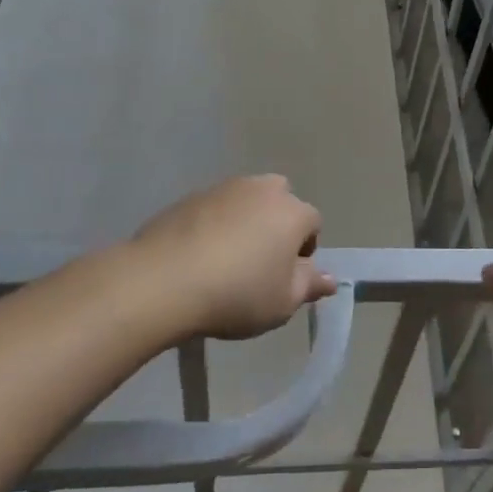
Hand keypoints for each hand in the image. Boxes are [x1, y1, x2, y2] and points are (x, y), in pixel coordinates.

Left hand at [130, 175, 337, 339]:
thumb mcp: (283, 302)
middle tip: (260, 262)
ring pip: (245, 201)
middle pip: (280, 201)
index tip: (286, 277)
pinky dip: (213, 225)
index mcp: (292, 212)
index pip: (313, 223)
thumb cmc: (237, 294)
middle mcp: (262, 190)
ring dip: (244, 222)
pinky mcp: (188, 197)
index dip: (304, 250)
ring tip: (226, 260)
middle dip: (277, 224)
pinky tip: (198, 256)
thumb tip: (329, 278)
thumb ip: (310, 285)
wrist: (163, 281)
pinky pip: (213, 209)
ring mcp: (223, 188)